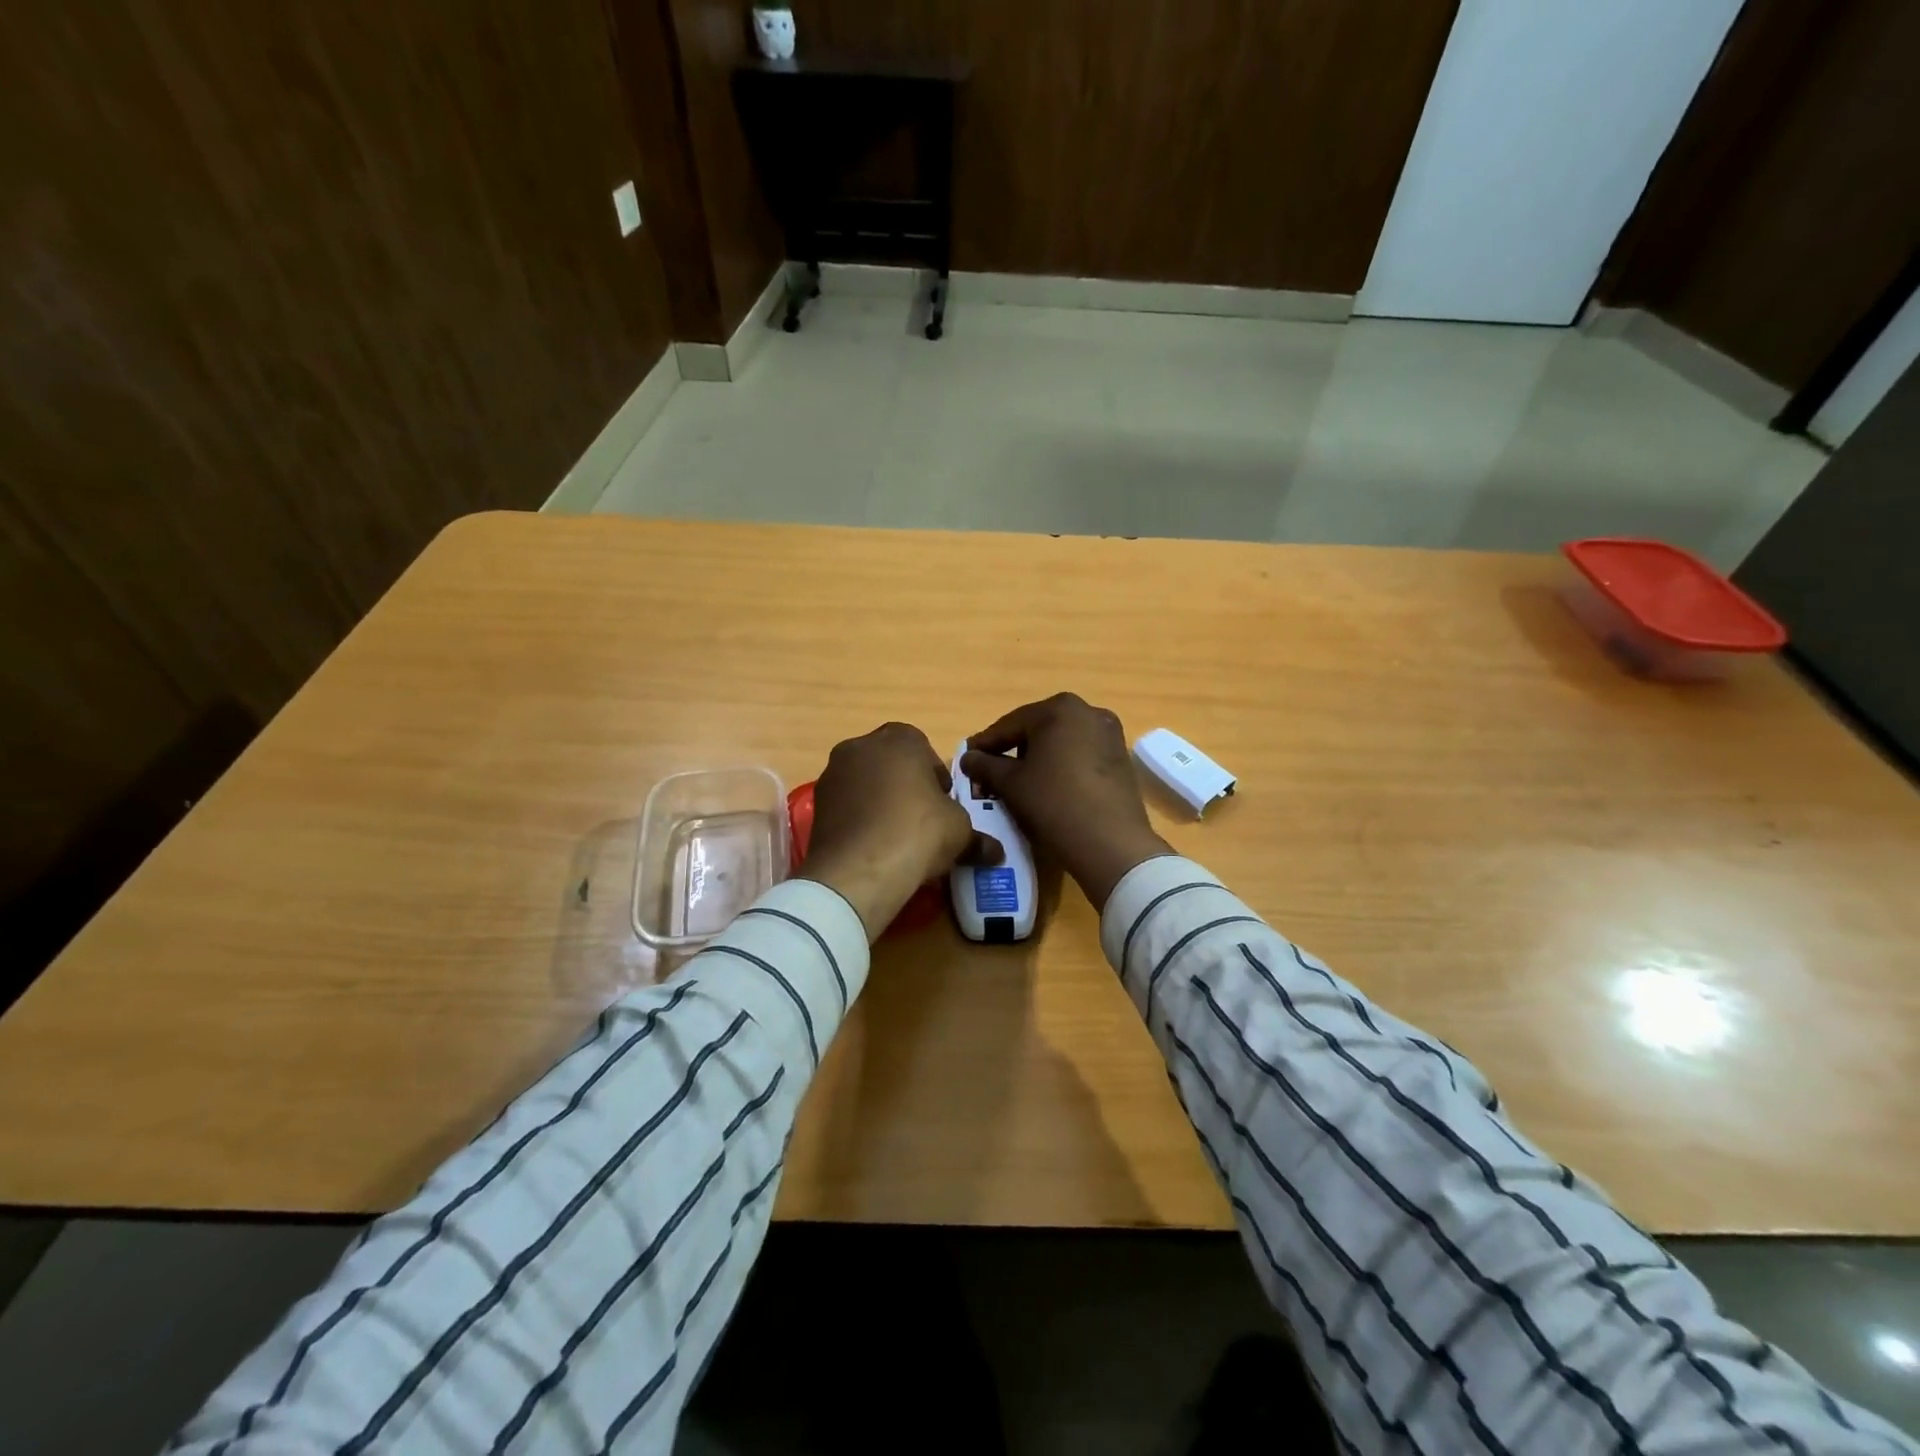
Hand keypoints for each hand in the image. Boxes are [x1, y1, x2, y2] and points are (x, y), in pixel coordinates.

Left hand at [797, 722, 999, 939]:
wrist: (859, 870)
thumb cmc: (918, 832)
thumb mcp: (960, 832)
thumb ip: (978, 837)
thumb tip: (996, 853)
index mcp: (899, 738)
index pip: (923, 747)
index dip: (935, 776)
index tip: (943, 804)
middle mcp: (861, 746)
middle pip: (890, 762)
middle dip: (905, 785)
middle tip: (922, 819)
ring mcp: (833, 773)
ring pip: (865, 782)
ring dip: (880, 801)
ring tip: (896, 837)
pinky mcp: (816, 804)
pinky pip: (846, 805)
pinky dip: (859, 819)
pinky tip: (873, 846)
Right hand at [961, 693, 1171, 910]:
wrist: (1110, 843)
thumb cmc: (1053, 803)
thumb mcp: (1010, 784)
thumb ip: (984, 765)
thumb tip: (968, 757)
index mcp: (1059, 709)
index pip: (1010, 724)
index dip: (985, 744)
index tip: (967, 759)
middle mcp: (1088, 711)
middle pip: (1038, 729)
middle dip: (1013, 749)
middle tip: (992, 772)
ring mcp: (1110, 734)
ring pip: (1061, 743)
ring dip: (1038, 758)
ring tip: (1019, 783)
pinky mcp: (1121, 759)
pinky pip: (1081, 756)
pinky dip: (1062, 767)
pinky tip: (1050, 789)